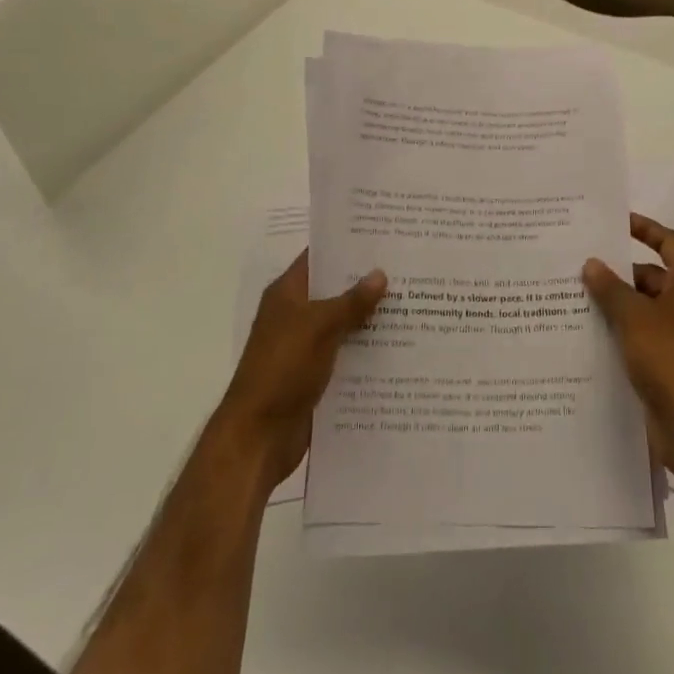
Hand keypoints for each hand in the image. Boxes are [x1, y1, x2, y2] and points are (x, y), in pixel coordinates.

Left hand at [214, 250, 386, 494]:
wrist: (258, 438)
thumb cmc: (282, 370)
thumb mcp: (319, 327)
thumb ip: (351, 301)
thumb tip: (380, 274)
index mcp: (288, 294)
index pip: (319, 257)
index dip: (348, 245)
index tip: (384, 235)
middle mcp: (296, 315)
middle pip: (335, 290)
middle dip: (368, 282)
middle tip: (410, 268)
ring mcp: (305, 347)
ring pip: (344, 324)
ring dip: (371, 318)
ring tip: (415, 304)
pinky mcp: (316, 376)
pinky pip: (347, 355)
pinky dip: (368, 351)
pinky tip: (401, 347)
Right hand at [583, 213, 673, 482]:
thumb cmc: (672, 359)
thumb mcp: (635, 317)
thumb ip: (611, 288)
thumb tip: (593, 263)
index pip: (670, 242)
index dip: (646, 228)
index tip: (616, 222)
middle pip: (653, 277)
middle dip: (620, 273)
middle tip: (580, 267)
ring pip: (645, 310)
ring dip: (616, 306)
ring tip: (575, 300)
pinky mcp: (671, 367)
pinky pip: (642, 339)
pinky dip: (621, 334)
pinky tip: (588, 338)